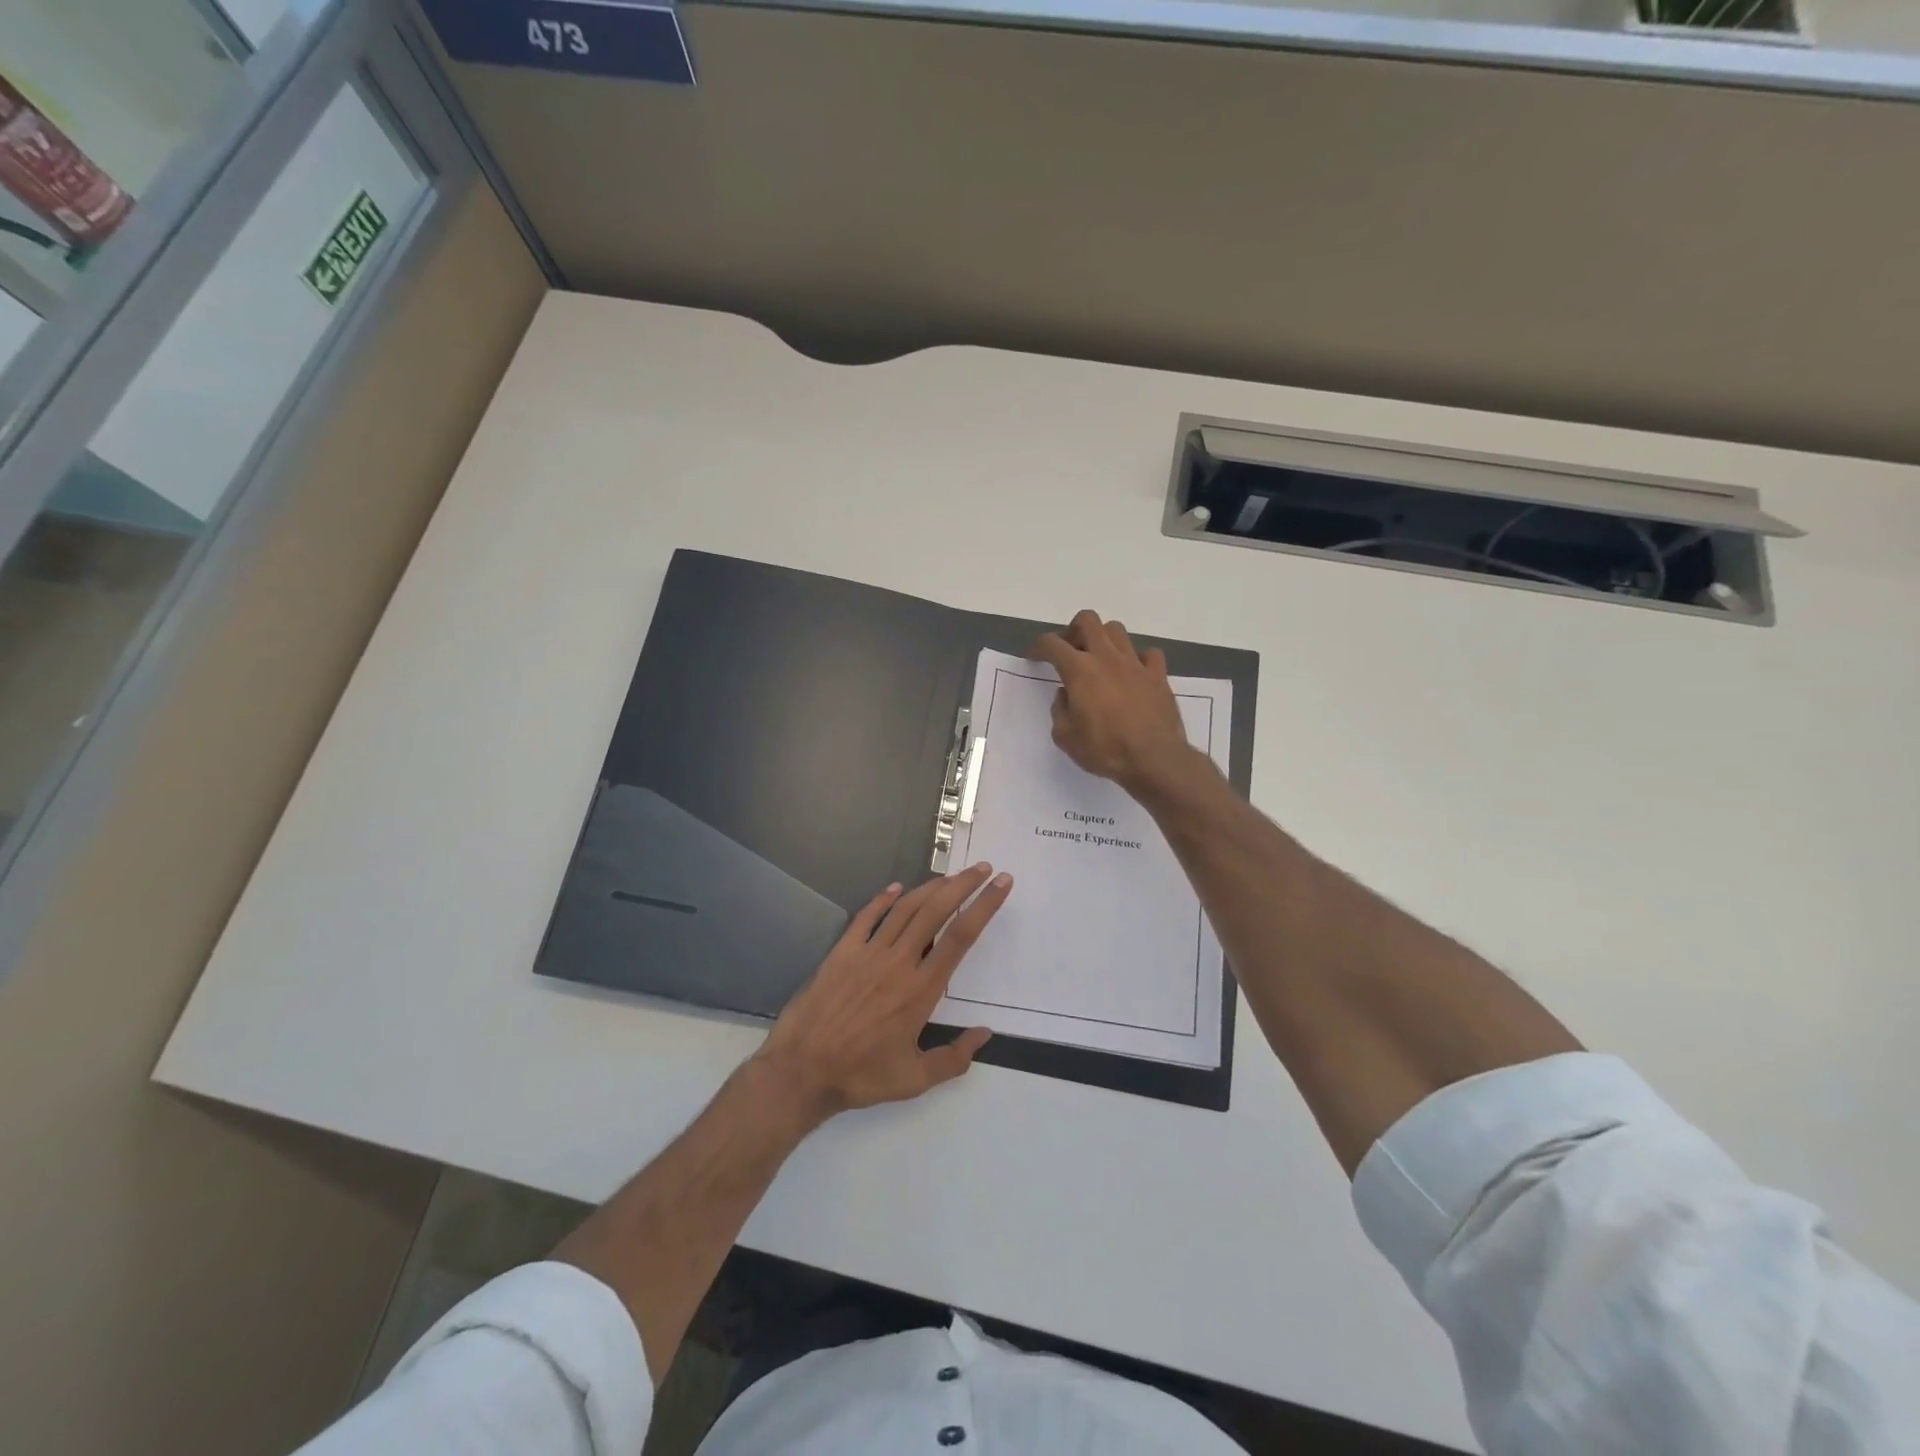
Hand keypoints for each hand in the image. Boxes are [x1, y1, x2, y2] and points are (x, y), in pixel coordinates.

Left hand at [755, 863, 1011, 1119]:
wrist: (802, 1070)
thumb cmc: (861, 1076)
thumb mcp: (914, 1079)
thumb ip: (953, 1058)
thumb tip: (985, 1035)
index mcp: (921, 989)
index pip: (961, 937)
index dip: (984, 906)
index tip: (1001, 884)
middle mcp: (898, 962)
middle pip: (936, 911)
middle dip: (963, 885)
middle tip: (983, 867)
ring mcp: (868, 953)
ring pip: (905, 908)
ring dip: (931, 887)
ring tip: (951, 876)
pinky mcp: (842, 952)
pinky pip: (866, 917)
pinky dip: (883, 899)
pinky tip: (896, 888)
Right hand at [1029, 610, 1194, 792]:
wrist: (1154, 759)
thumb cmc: (1105, 749)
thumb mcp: (1066, 737)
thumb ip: (1060, 710)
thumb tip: (1066, 694)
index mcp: (1079, 670)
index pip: (1052, 643)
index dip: (1038, 647)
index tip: (1034, 656)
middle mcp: (1107, 657)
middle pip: (1088, 620)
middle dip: (1073, 630)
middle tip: (1069, 651)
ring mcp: (1135, 663)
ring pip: (1117, 630)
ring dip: (1104, 639)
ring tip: (1100, 659)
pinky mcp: (1158, 675)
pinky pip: (1148, 653)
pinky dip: (1138, 659)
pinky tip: (1133, 673)